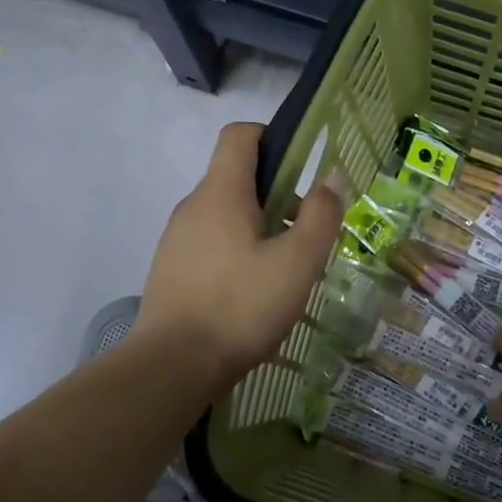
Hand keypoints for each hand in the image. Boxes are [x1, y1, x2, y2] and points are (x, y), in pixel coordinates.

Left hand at [134, 123, 344, 392]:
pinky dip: (235, 251)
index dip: (273, 138)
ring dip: (257, 227)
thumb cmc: (240, 307)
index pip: (240, 135)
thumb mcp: (296, 263)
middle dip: (276, 195)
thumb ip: (320, 216)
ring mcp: (176, 239)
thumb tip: (331, 177)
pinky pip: (209, 243)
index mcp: (220, 193)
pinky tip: (251, 292)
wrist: (172, 365)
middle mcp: (192, 206)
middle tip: (304, 234)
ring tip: (282, 271)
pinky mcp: (170, 270)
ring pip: (224, 215)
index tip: (301, 169)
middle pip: (236, 178)